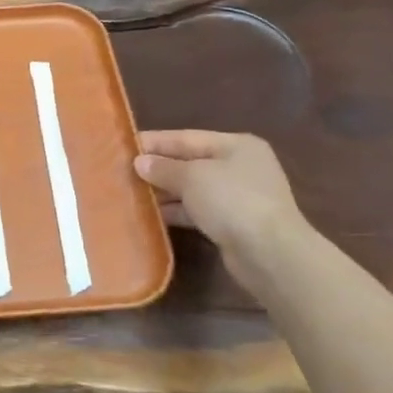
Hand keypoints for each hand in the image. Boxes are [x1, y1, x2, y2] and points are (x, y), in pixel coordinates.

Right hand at [134, 131, 302, 269]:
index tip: (124, 145)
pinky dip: (177, 212)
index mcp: (236, 145)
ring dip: (165, 192)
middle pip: (190, 163)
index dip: (154, 142)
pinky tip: (152, 216)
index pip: (186, 137)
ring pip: (193, 189)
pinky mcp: (234, 224)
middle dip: (158, 168)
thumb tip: (140, 162)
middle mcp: (240, 167)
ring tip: (130, 193)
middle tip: (122, 171)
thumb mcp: (192, 177)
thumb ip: (163, 168)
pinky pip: (198, 212)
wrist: (271, 255)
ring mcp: (239, 197)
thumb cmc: (232, 200)